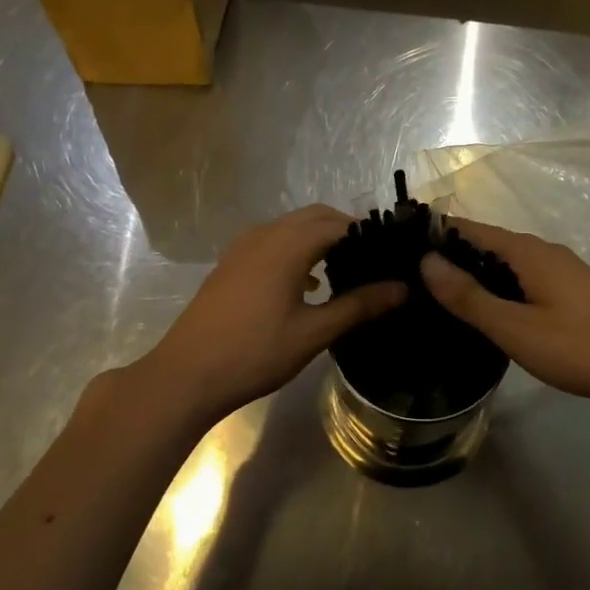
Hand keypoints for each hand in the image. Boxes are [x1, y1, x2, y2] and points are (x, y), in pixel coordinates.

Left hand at [139, 206, 404, 425]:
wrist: (187, 373)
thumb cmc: (255, 352)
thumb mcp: (313, 332)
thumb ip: (358, 306)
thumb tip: (401, 289)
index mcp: (288, 244)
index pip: (339, 224)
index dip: (368, 233)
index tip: (392, 253)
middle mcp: (266, 234)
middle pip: (316, 216)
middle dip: (346, 230)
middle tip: (374, 259)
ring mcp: (244, 246)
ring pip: (292, 226)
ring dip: (320, 237)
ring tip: (346, 269)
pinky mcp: (232, 262)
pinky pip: (274, 240)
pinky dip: (297, 248)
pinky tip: (309, 282)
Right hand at [420, 218, 589, 410]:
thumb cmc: (581, 346)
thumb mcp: (516, 327)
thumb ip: (470, 296)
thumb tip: (426, 261)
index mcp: (526, 251)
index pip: (468, 229)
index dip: (434, 235)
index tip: (398, 251)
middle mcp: (541, 251)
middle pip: (485, 244)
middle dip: (450, 257)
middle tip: (410, 283)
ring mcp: (560, 271)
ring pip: (505, 264)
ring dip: (474, 275)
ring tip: (438, 300)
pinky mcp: (571, 292)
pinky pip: (522, 279)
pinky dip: (498, 288)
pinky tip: (487, 314)